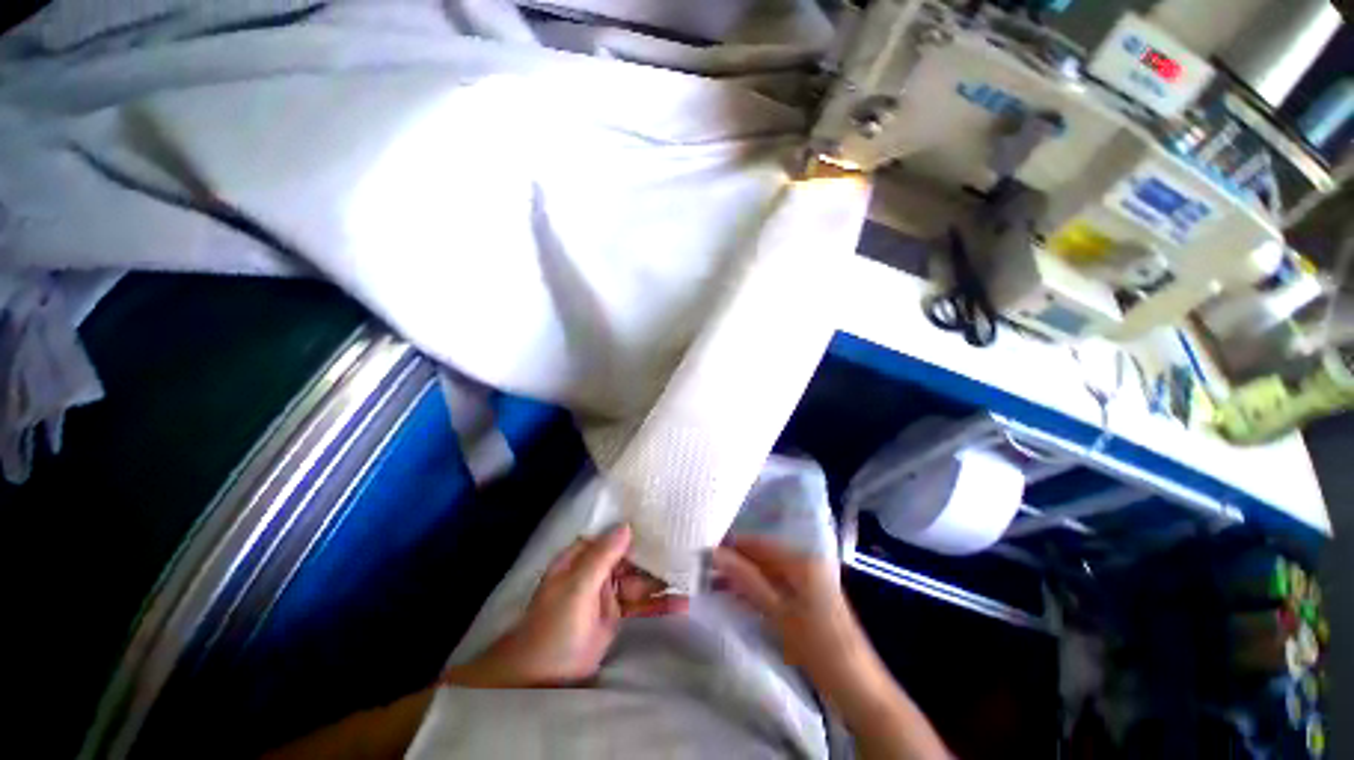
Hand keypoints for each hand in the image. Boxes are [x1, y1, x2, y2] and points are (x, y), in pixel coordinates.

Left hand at [444, 524, 688, 688]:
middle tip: (687, 547)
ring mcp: (608, 592)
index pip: (612, 533)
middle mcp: (597, 569)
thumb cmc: (554, 626)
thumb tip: (626, 525)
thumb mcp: (576, 588)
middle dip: (655, 553)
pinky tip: (682, 603)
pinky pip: (641, 603)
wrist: (544, 677)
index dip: (635, 525)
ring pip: (639, 579)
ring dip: (662, 579)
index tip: (663, 517)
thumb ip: (602, 557)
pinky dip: (659, 603)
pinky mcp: (617, 615)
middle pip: (630, 555)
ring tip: (692, 575)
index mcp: (582, 556)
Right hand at [711, 537, 870, 692]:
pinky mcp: (808, 599)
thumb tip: (715, 553)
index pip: (759, 543)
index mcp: (802, 560)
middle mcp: (806, 563)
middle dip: (735, 561)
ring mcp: (808, 581)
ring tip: (712, 582)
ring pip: (767, 571)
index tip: (702, 552)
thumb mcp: (778, 613)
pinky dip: (756, 589)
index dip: (731, 545)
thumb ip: (747, 580)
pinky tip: (736, 596)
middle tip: (703, 569)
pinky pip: (775, 585)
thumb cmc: (818, 647)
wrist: (858, 688)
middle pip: (763, 555)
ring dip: (743, 576)